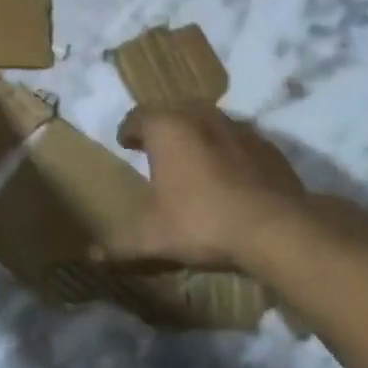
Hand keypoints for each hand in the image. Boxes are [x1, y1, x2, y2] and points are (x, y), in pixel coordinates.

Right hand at [110, 103, 312, 269]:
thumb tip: (90, 256)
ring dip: (196, 133)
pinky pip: (238, 139)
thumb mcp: (153, 238)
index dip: (128, 130)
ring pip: (208, 120)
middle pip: (173, 110)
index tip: (126, 143)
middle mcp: (200, 116)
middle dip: (161, 126)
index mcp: (167, 128)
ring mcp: (238, 128)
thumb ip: (119, 245)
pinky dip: (227, 148)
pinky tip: (229, 174)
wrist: (277, 228)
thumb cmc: (202, 222)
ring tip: (192, 158)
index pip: (138, 116)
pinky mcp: (267, 145)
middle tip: (155, 147)